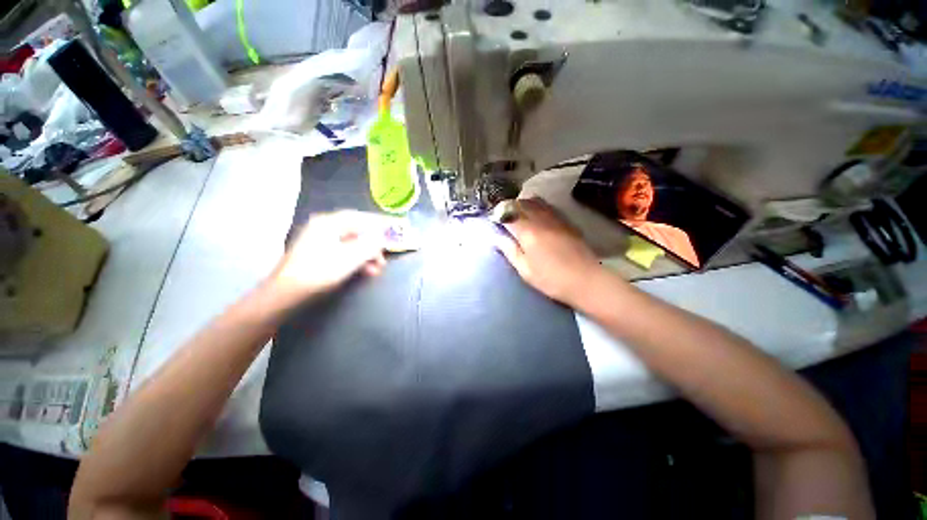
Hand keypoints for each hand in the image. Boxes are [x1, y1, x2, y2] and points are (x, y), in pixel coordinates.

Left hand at [269, 211, 395, 302]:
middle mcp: (324, 228)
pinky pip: (344, 253)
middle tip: (385, 255)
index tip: (391, 228)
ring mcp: (320, 242)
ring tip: (378, 268)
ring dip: (367, 255)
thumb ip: (370, 246)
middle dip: (373, 244)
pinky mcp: (319, 255)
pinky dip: (357, 261)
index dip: (377, 222)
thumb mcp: (350, 258)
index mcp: (329, 223)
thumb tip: (382, 239)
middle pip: (356, 232)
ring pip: (352, 244)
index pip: (359, 217)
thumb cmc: (319, 271)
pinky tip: (366, 272)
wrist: (286, 293)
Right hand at [495, 198, 606, 306]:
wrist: (586, 280)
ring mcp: (555, 218)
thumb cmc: (551, 279)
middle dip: (509, 207)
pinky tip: (536, 219)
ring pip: (535, 201)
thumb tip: (496, 237)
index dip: (498, 215)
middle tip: (504, 219)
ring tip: (518, 217)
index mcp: (528, 232)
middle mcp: (541, 219)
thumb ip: (509, 250)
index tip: (494, 222)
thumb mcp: (525, 269)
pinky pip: (547, 206)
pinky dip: (537, 207)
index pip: (507, 213)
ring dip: (523, 205)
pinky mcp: (566, 221)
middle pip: (521, 203)